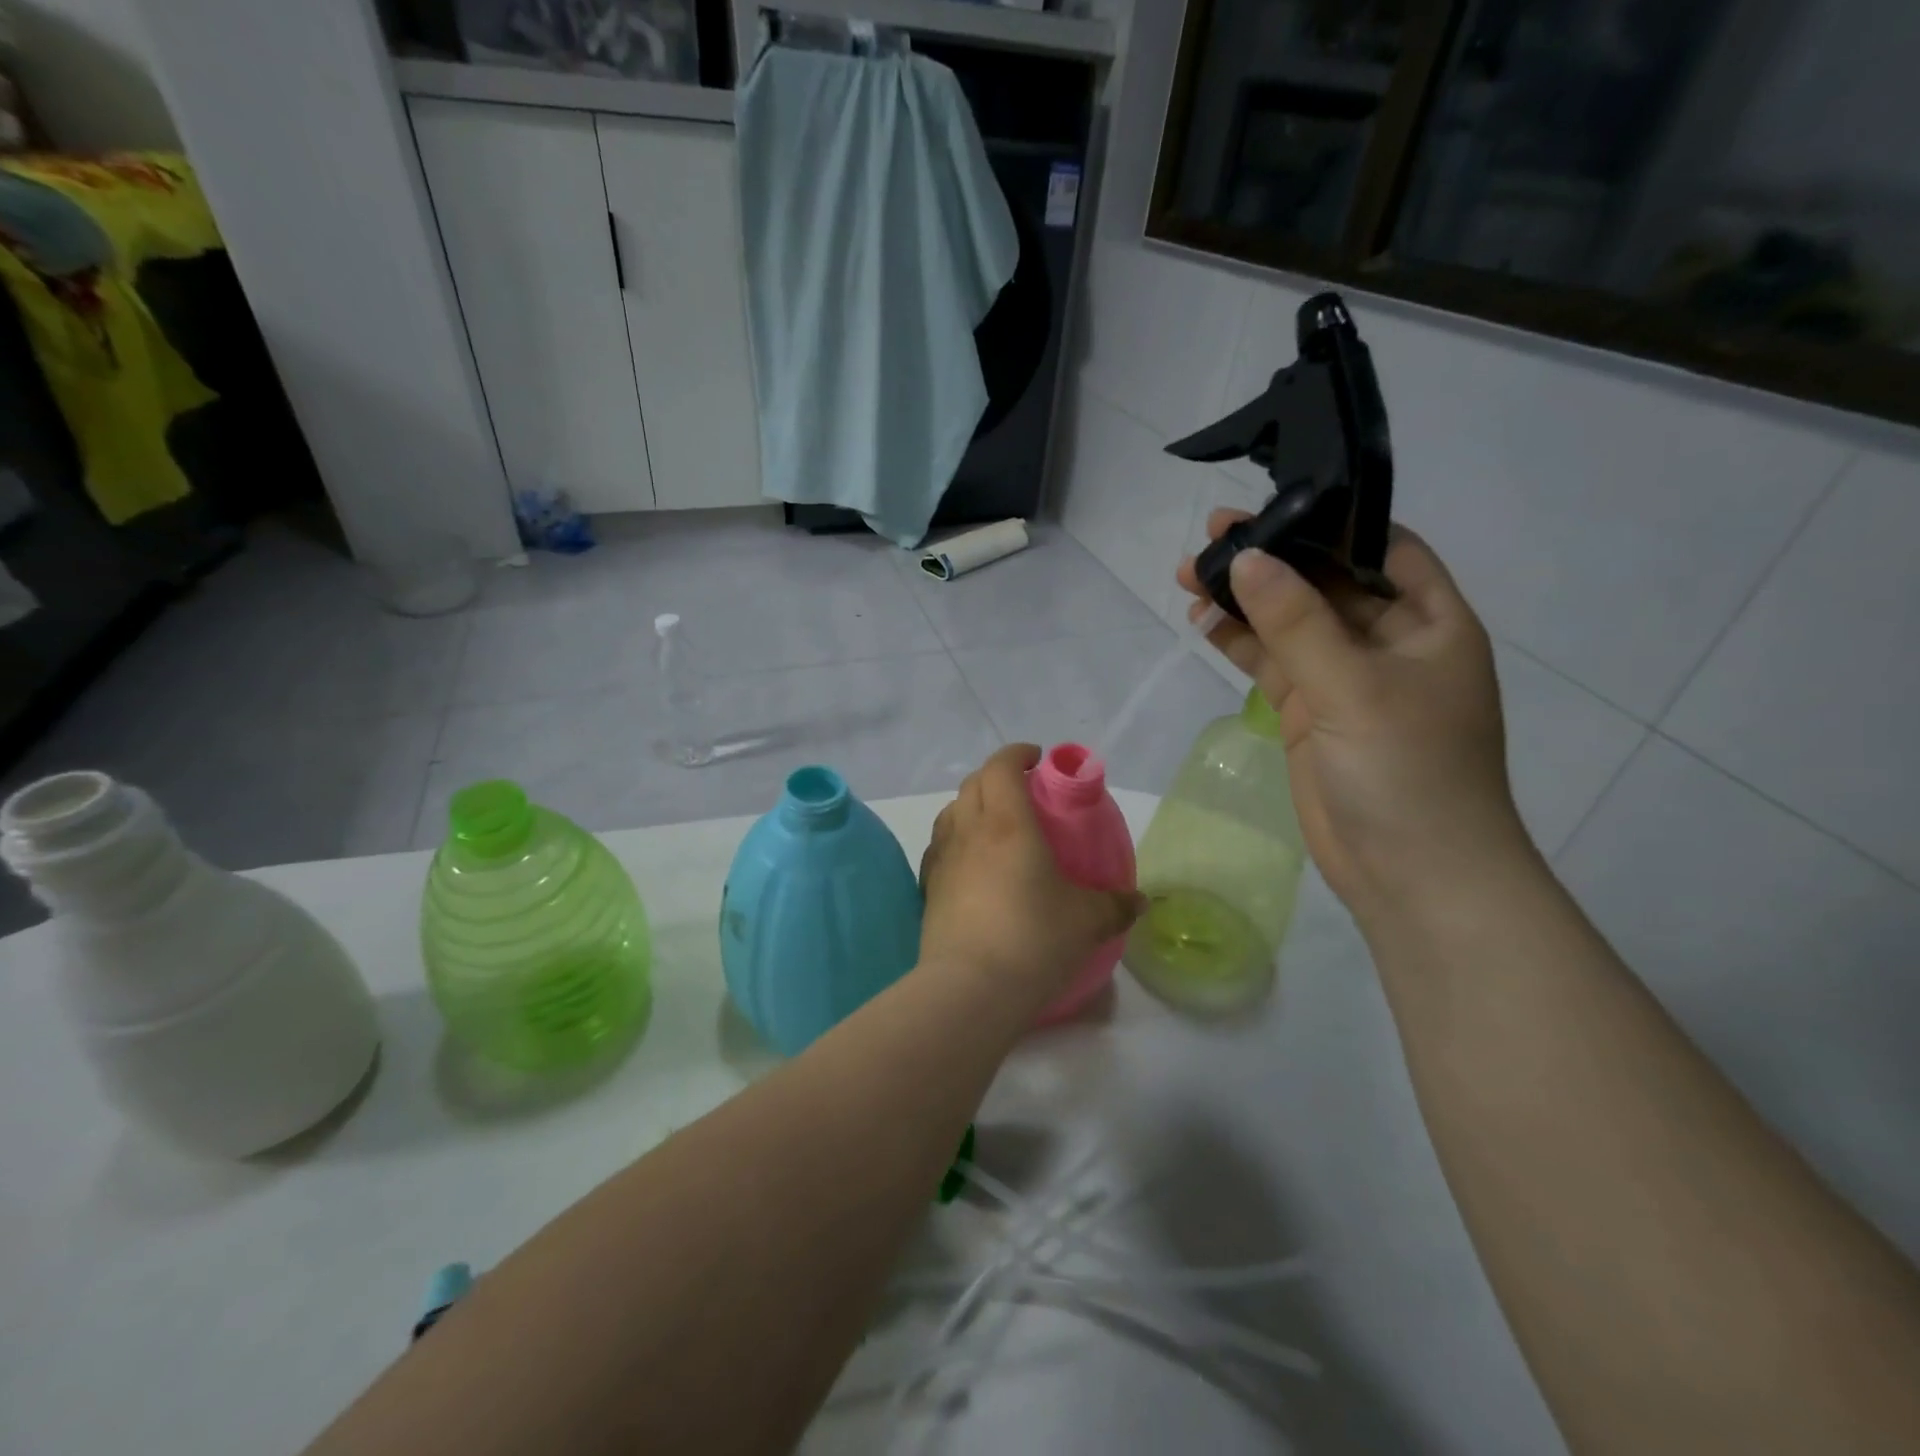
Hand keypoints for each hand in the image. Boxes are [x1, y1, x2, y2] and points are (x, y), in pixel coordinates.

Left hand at [919, 744, 1142, 1008]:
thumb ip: (1115, 905)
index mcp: (1007, 822)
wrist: (969, 988)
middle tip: (1023, 791)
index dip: (1017, 754)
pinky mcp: (928, 888)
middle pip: (973, 783)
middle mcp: (969, 830)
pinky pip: (940, 846)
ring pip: (951, 812)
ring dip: (972, 805)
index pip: (1002, 766)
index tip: (1037, 759)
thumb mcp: (1086, 921)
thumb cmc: (1033, 939)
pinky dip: (956, 839)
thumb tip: (1140, 901)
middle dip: (997, 776)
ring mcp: (942, 858)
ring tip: (996, 825)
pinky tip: (971, 863)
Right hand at [1177, 517, 1530, 920]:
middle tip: (1209, 539)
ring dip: (1246, 602)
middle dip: (1271, 561)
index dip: (1329, 522)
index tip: (1270, 505)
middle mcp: (1389, 643)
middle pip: (1324, 583)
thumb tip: (1246, 559)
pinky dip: (1241, 643)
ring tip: (1190, 577)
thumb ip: (1297, 621)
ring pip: (1290, 624)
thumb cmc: (1406, 770)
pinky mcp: (1311, 714)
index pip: (1380, 549)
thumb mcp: (1353, 686)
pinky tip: (1204, 623)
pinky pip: (1274, 664)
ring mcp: (1346, 680)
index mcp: (1429, 622)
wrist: (1411, 873)